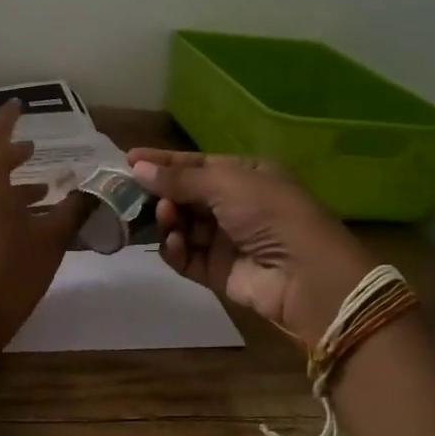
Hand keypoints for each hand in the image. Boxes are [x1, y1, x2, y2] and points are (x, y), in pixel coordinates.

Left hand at [0, 101, 87, 357]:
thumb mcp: (49, 241)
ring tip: (40, 193)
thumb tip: (93, 191)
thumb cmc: (8, 274)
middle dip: (13, 157)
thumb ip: (72, 211)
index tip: (18, 105)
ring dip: (9, 188)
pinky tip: (20, 225)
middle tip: (34, 151)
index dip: (9, 120)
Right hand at [128, 149, 374, 349]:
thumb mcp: (225, 184)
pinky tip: (175, 243)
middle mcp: (234, 205)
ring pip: (182, 226)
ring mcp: (225, 240)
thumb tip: (138, 167)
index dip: (163, 162)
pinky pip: (186, 257)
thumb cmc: (269, 214)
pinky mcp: (217, 272)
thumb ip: (179, 178)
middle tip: (131, 193)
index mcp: (245, 176)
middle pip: (184, 195)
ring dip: (168, 220)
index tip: (128, 160)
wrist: (306, 275)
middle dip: (160, 193)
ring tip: (166, 218)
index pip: (195, 164)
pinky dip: (176, 250)